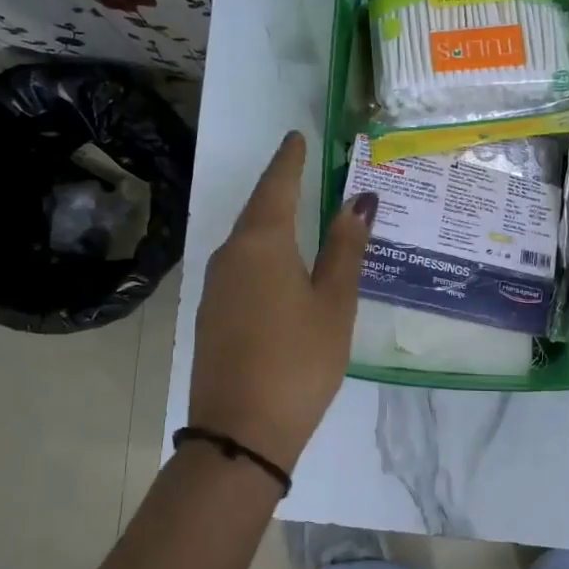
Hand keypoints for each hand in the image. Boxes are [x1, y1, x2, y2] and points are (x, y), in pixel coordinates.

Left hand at [188, 131, 376, 471]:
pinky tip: (278, 266)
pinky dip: (262, 255)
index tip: (296, 136)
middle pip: (257, 211)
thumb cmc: (299, 361)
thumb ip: (344, 250)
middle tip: (303, 170)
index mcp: (261, 244)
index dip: (289, 160)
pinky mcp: (211, 315)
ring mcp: (214, 287)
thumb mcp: (334, 303)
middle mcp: (229, 256)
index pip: (277, 186)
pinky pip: (240, 268)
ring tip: (297, 213)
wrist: (240, 432)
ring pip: (246, 241)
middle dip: (280, 188)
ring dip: (270, 223)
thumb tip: (358, 201)